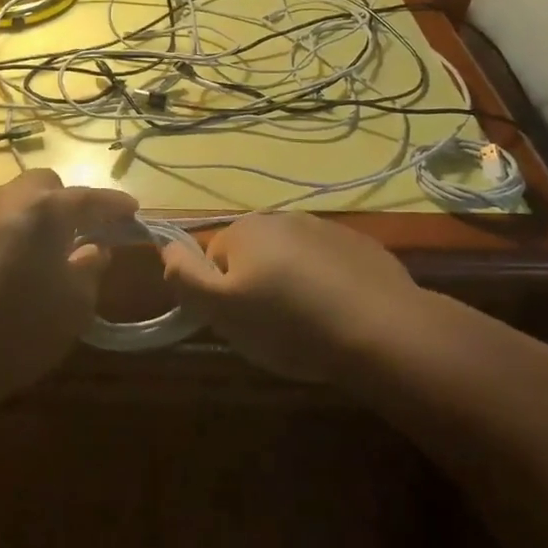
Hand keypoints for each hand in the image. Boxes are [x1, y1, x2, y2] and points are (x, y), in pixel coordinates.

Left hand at [0, 169, 138, 404]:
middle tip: (87, 231)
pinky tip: (21, 261)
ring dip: (40, 214)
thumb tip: (95, 250)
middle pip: (46, 185)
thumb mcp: (74, 304)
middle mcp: (9, 199)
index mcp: (44, 209)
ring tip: (54, 247)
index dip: (114, 205)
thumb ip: (91, 268)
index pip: (88, 198)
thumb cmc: (20, 326)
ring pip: (18, 199)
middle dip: (69, 201)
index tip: (133, 211)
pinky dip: (17, 229)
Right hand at [159, 212, 419, 381]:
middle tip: (275, 327)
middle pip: (254, 255)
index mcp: (244, 229)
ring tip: (311, 325)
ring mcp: (325, 228)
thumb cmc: (289, 323)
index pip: (214, 258)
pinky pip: (329, 265)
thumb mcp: (221, 309)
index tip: (243, 321)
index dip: (222, 294)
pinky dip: (328, 285)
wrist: (382, 330)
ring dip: (293, 284)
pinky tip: (341, 315)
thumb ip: (185, 277)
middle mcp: (281, 217)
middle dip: (258, 286)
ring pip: (292, 259)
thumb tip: (166, 250)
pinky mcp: (361, 246)